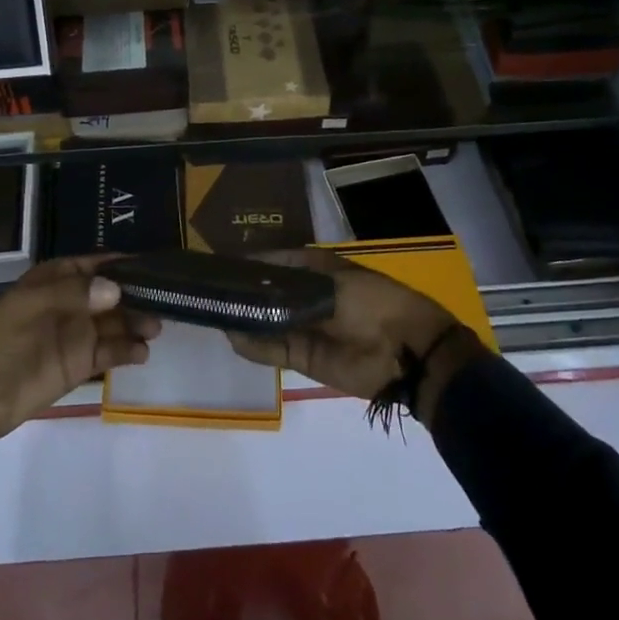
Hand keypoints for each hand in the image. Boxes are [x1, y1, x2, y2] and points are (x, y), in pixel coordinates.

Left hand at [0, 256, 159, 447]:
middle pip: (112, 296)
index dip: (123, 264)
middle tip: (166, 303)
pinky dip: (126, 352)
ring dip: (135, 324)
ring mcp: (72, 337)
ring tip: (156, 329)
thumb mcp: (27, 307)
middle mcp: (69, 305)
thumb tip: (117, 290)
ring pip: (114, 324)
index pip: (96, 265)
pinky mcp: (73, 369)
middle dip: (137, 296)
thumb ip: (73, 296)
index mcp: (54, 280)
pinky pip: (107, 355)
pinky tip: (141, 354)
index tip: (155, 266)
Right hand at [225, 249, 490, 428]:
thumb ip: (291, 288)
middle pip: (268, 293)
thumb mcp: (333, 284)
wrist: (407, 352)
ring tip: (214, 311)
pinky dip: (253, 344)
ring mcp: (304, 328)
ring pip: (266, 321)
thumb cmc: (374, 302)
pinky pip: (273, 349)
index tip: (224, 262)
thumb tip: (254, 288)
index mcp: (317, 270)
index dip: (253, 262)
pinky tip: (231, 335)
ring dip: (244, 318)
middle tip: (211, 289)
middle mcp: (307, 297)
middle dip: (244, 292)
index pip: (276, 263)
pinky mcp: (304, 358)